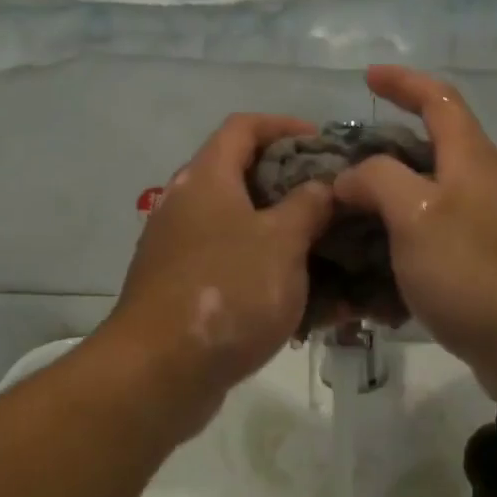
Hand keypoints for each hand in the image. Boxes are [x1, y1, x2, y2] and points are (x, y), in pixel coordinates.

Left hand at [93, 114, 333, 441]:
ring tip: (332, 255)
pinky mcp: (185, 289)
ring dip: (287, 238)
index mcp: (207, 178)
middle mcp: (188, 205)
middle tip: (336, 204)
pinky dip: (269, 275)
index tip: (324, 145)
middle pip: (244, 177)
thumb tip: (322, 185)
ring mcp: (182, 249)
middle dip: (294, 188)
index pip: (244, 126)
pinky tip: (310, 303)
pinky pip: (235, 269)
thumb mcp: (282, 242)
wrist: (160, 371)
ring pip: (244, 229)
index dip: (285, 126)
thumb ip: (309, 205)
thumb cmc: (227, 290)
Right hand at [333, 66, 496, 412]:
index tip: (366, 78)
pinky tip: (370, 285)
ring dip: (381, 211)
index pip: (438, 97)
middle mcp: (480, 186)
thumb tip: (350, 178)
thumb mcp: (415, 213)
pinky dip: (398, 255)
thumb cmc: (476, 271)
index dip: (403, 82)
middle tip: (335, 172)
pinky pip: (428, 249)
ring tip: (340, 229)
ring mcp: (483, 230)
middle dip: (379, 155)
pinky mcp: (480, 271)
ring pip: (422, 204)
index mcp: (469, 158)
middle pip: (427, 152)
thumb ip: (377, 180)